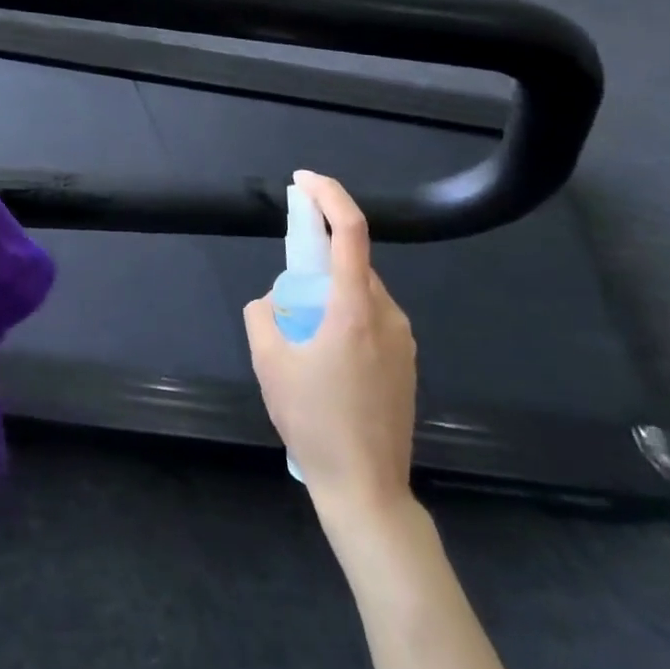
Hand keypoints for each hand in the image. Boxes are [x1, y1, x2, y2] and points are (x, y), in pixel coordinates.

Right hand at [243, 171, 417, 522]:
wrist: (367, 487)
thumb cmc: (315, 421)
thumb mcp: (270, 364)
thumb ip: (262, 316)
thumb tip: (271, 301)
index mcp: (355, 309)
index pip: (350, 231)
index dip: (329, 195)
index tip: (303, 180)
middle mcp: (387, 315)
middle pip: (354, 262)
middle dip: (319, 255)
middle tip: (288, 283)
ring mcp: (404, 340)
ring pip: (363, 292)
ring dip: (331, 291)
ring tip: (303, 333)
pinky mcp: (407, 363)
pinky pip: (373, 318)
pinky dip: (346, 314)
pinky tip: (326, 356)